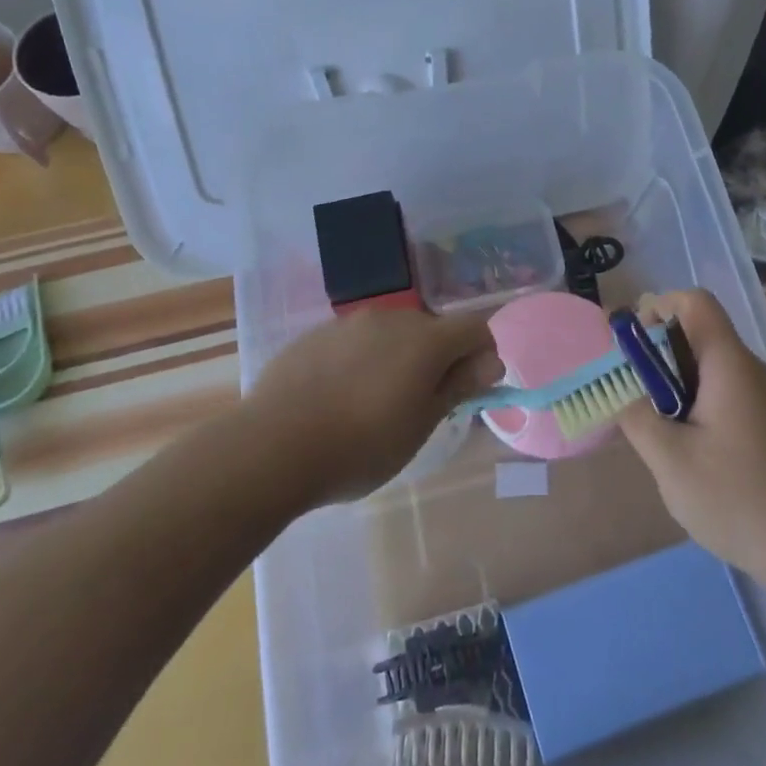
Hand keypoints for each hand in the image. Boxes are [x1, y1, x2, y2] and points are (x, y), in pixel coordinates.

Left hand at [248, 307, 502, 503]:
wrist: (273, 447)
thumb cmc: (361, 446)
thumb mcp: (420, 426)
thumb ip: (458, 386)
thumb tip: (492, 361)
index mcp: (425, 339)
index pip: (474, 328)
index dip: (481, 355)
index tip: (467, 390)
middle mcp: (391, 318)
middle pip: (431, 328)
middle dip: (437, 358)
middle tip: (419, 404)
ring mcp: (348, 323)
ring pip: (390, 333)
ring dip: (397, 357)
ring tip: (373, 402)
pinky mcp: (315, 334)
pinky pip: (353, 340)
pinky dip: (360, 360)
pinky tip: (337, 396)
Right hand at [617, 289, 765, 598]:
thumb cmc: (742, 500)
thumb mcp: (672, 461)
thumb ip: (636, 416)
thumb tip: (616, 385)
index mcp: (729, 364)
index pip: (694, 302)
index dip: (656, 308)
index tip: (629, 348)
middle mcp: (751, 370)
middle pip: (698, 336)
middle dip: (657, 358)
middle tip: (632, 400)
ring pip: (709, 371)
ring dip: (675, 388)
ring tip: (657, 434)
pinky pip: (725, 396)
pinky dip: (697, 409)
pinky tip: (690, 456)